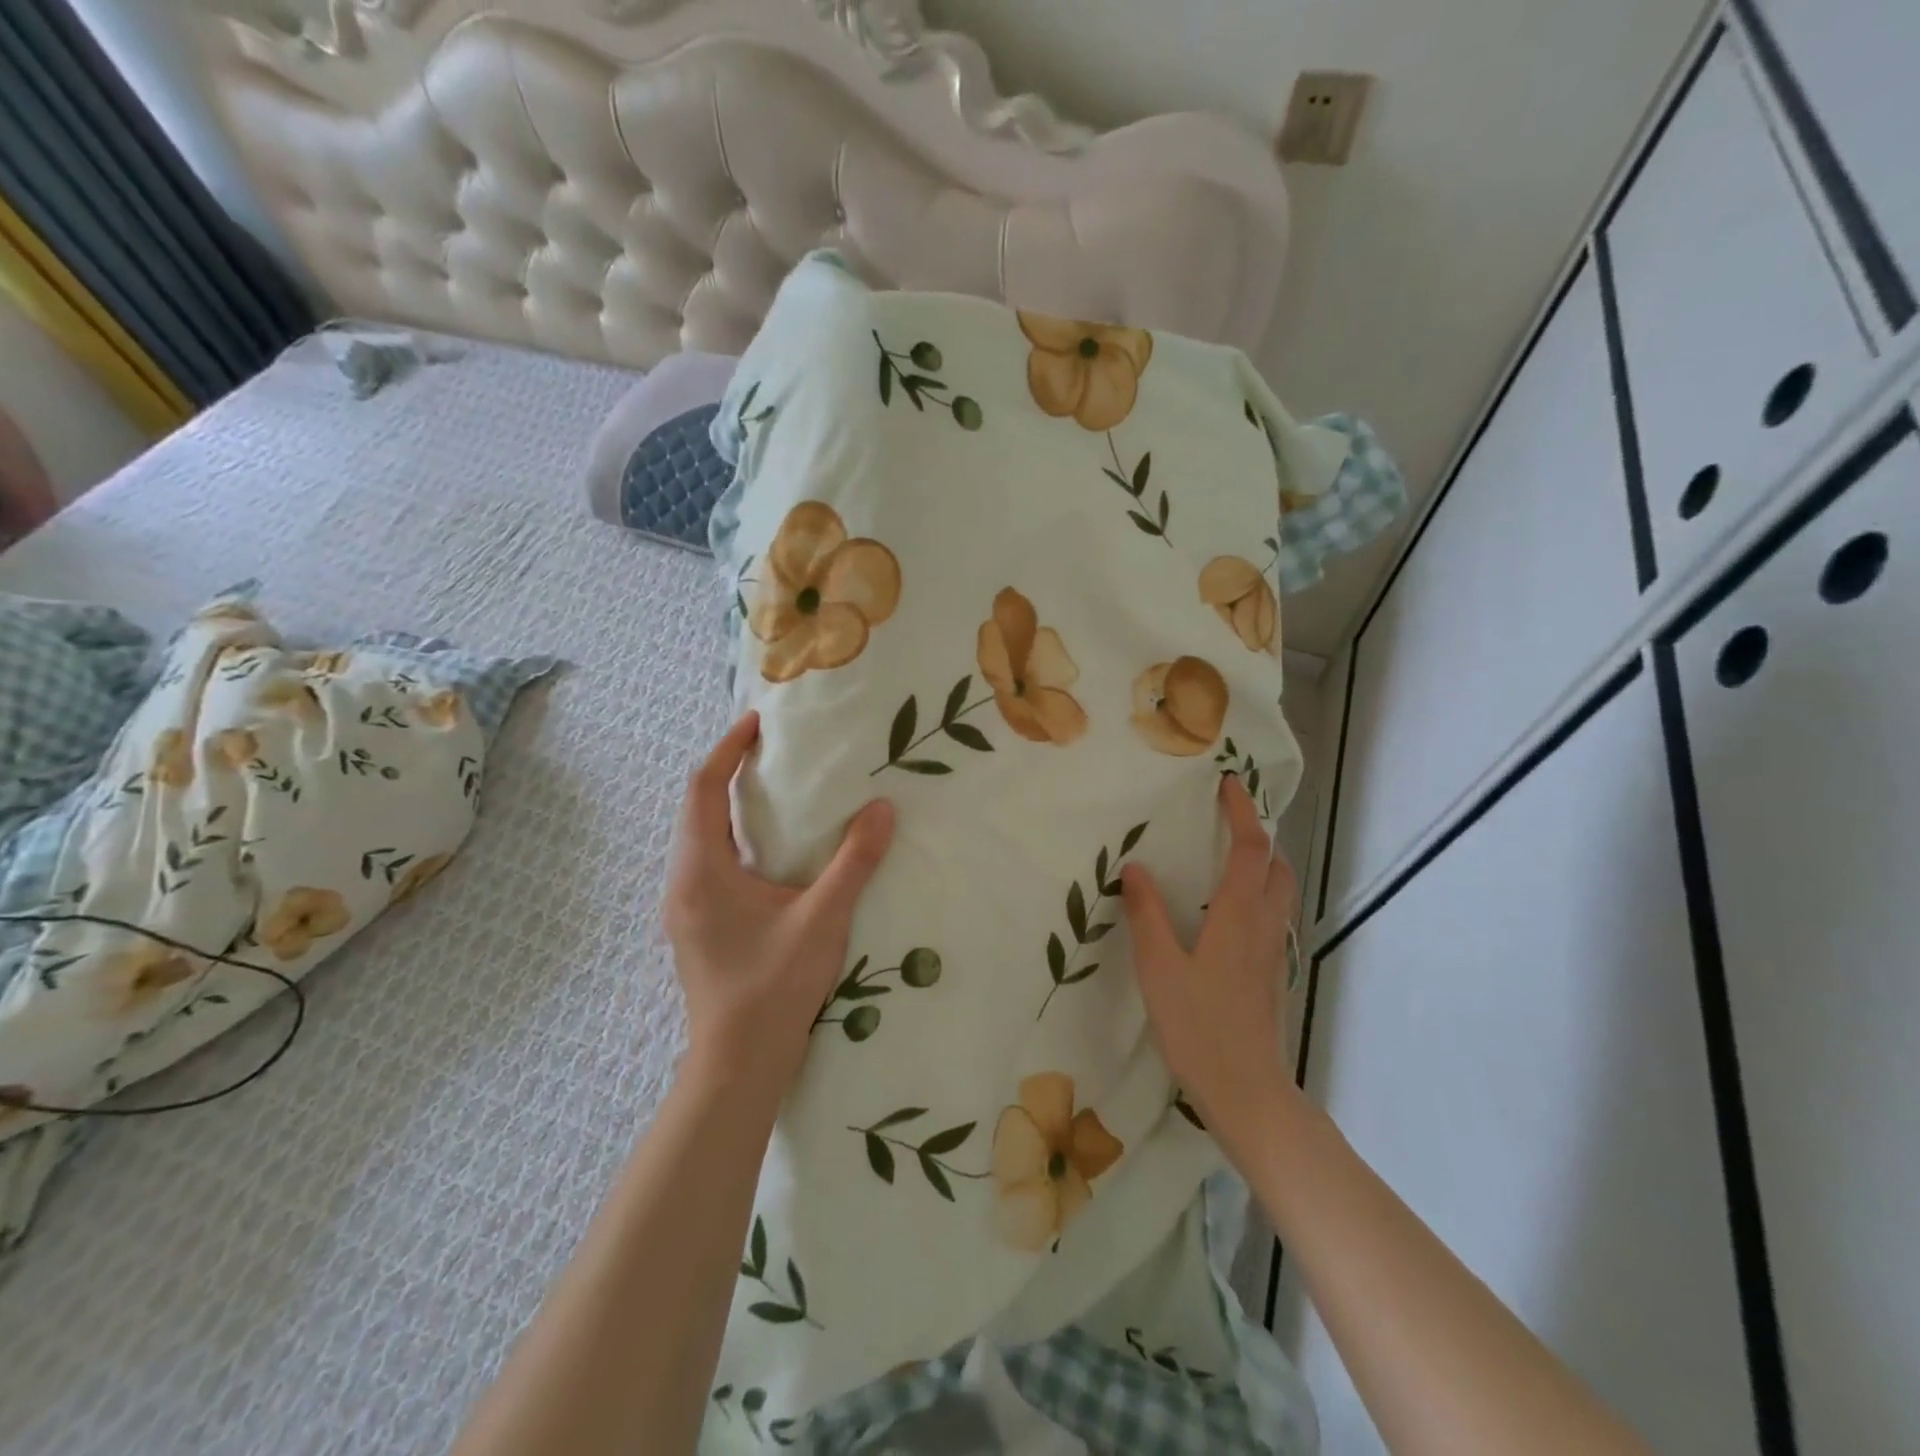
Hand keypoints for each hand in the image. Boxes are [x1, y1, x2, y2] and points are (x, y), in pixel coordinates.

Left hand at [664, 712, 894, 1104]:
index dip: (727, 749)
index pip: (704, 789)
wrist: (738, 1065)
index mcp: (703, 870)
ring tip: (776, 793)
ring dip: (732, 808)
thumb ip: (853, 862)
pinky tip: (773, 853)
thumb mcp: (822, 919)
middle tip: (773, 752)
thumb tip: (882, 810)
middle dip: (729, 773)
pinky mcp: (700, 928)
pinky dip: (736, 840)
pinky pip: (711, 864)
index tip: (757, 723)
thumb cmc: (774, 987)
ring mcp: (687, 908)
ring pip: (703, 839)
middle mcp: (684, 882)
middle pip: (698, 809)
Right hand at [1122, 774, 1298, 1160]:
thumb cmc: (1199, 1026)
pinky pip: (1272, 916)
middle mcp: (1264, 926)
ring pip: (1280, 892)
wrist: (1248, 1091)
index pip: (1250, 849)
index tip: (1228, 785)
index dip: (1243, 813)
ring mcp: (1273, 952)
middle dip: (1259, 834)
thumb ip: (1147, 915)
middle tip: (1228, 819)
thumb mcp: (1159, 968)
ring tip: (1229, 857)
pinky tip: (1228, 912)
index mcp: (1239, 916)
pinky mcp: (1272, 974)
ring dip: (1263, 863)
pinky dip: (1259, 893)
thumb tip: (1136, 867)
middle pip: (1277, 866)